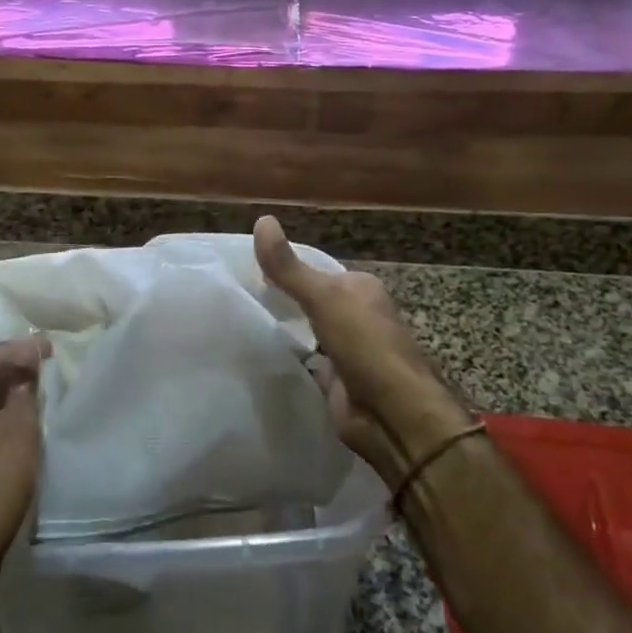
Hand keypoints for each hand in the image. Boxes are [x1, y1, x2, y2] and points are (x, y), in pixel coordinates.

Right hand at [254, 216, 472, 487]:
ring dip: (286, 332)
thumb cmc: (364, 344)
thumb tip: (262, 219)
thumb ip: (288, 266)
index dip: (286, 270)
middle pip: (312, 302)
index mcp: (361, 288)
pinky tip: (261, 356)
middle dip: (284, 302)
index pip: (318, 271)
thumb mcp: (323, 297)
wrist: (391, 413)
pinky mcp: (337, 381)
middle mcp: (357, 316)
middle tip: (240, 298)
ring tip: (242, 324)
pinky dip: (290, 360)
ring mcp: (349, 350)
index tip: (247, 270)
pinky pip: (307, 363)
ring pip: (309, 333)